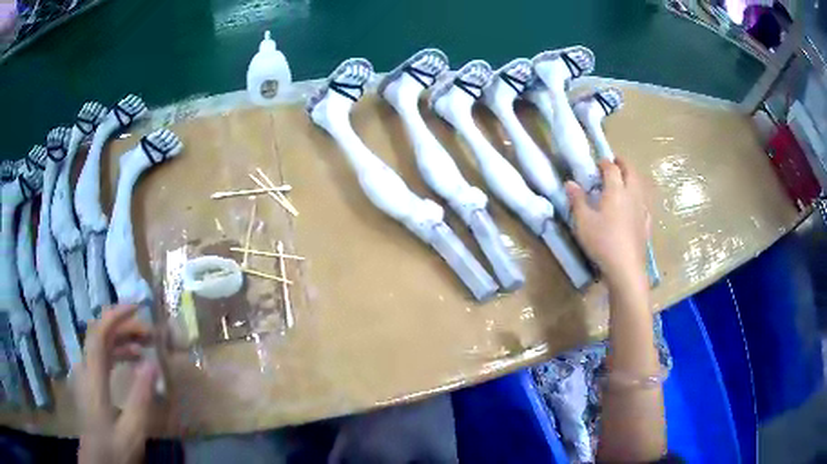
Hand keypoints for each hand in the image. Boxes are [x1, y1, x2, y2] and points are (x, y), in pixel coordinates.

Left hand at [77, 305, 158, 463]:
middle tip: (151, 334)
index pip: (100, 333)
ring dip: (123, 339)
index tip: (138, 307)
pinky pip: (102, 357)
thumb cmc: (114, 448)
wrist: (98, 462)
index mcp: (93, 376)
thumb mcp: (132, 430)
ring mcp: (86, 374)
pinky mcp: (90, 382)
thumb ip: (140, 398)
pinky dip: (118, 352)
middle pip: (101, 334)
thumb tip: (152, 364)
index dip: (116, 315)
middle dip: (125, 327)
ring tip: (146, 345)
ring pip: (102, 344)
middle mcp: (86, 368)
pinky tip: (133, 360)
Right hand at [565, 158, 648, 288]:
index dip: (604, 163)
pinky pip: (645, 204)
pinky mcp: (646, 224)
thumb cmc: (602, 242)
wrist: (626, 267)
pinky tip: (637, 205)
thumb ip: (577, 200)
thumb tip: (570, 183)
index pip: (611, 168)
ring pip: (640, 185)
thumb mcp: (583, 222)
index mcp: (616, 190)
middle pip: (631, 171)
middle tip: (615, 163)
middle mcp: (632, 194)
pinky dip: (640, 197)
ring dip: (633, 178)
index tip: (598, 163)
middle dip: (623, 164)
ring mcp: (641, 209)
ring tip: (625, 181)